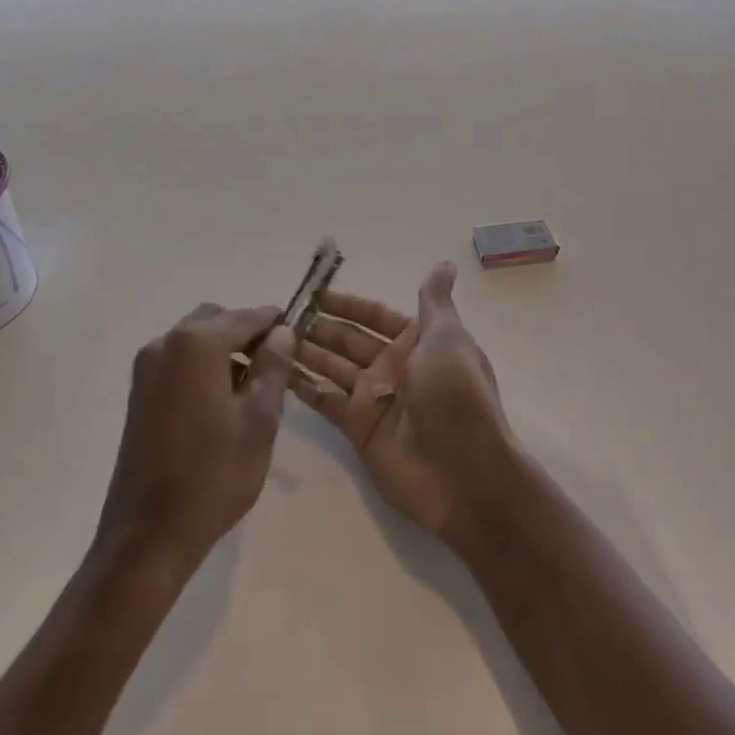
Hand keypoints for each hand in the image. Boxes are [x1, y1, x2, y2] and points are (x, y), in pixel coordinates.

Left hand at [94, 304, 295, 575]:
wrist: (147, 536)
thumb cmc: (213, 476)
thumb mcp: (259, 420)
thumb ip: (273, 367)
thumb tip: (282, 332)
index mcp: (197, 344)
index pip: (247, 316)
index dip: (275, 323)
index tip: (298, 336)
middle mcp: (166, 343)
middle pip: (218, 320)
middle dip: (248, 335)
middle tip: (275, 367)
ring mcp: (147, 367)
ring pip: (197, 338)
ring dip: (225, 350)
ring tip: (251, 389)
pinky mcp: (139, 391)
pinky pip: (179, 359)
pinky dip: (203, 365)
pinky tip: (221, 402)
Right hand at [289, 263, 515, 541]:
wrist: (464, 470)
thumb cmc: (455, 393)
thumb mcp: (448, 337)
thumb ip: (435, 301)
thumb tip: (444, 263)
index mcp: (417, 341)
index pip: (374, 315)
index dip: (346, 303)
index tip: (312, 292)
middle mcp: (394, 366)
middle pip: (349, 339)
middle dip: (319, 326)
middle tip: (280, 315)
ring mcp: (375, 397)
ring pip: (333, 366)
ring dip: (306, 351)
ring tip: (269, 337)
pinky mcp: (359, 428)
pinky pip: (327, 400)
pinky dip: (305, 387)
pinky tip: (276, 372)